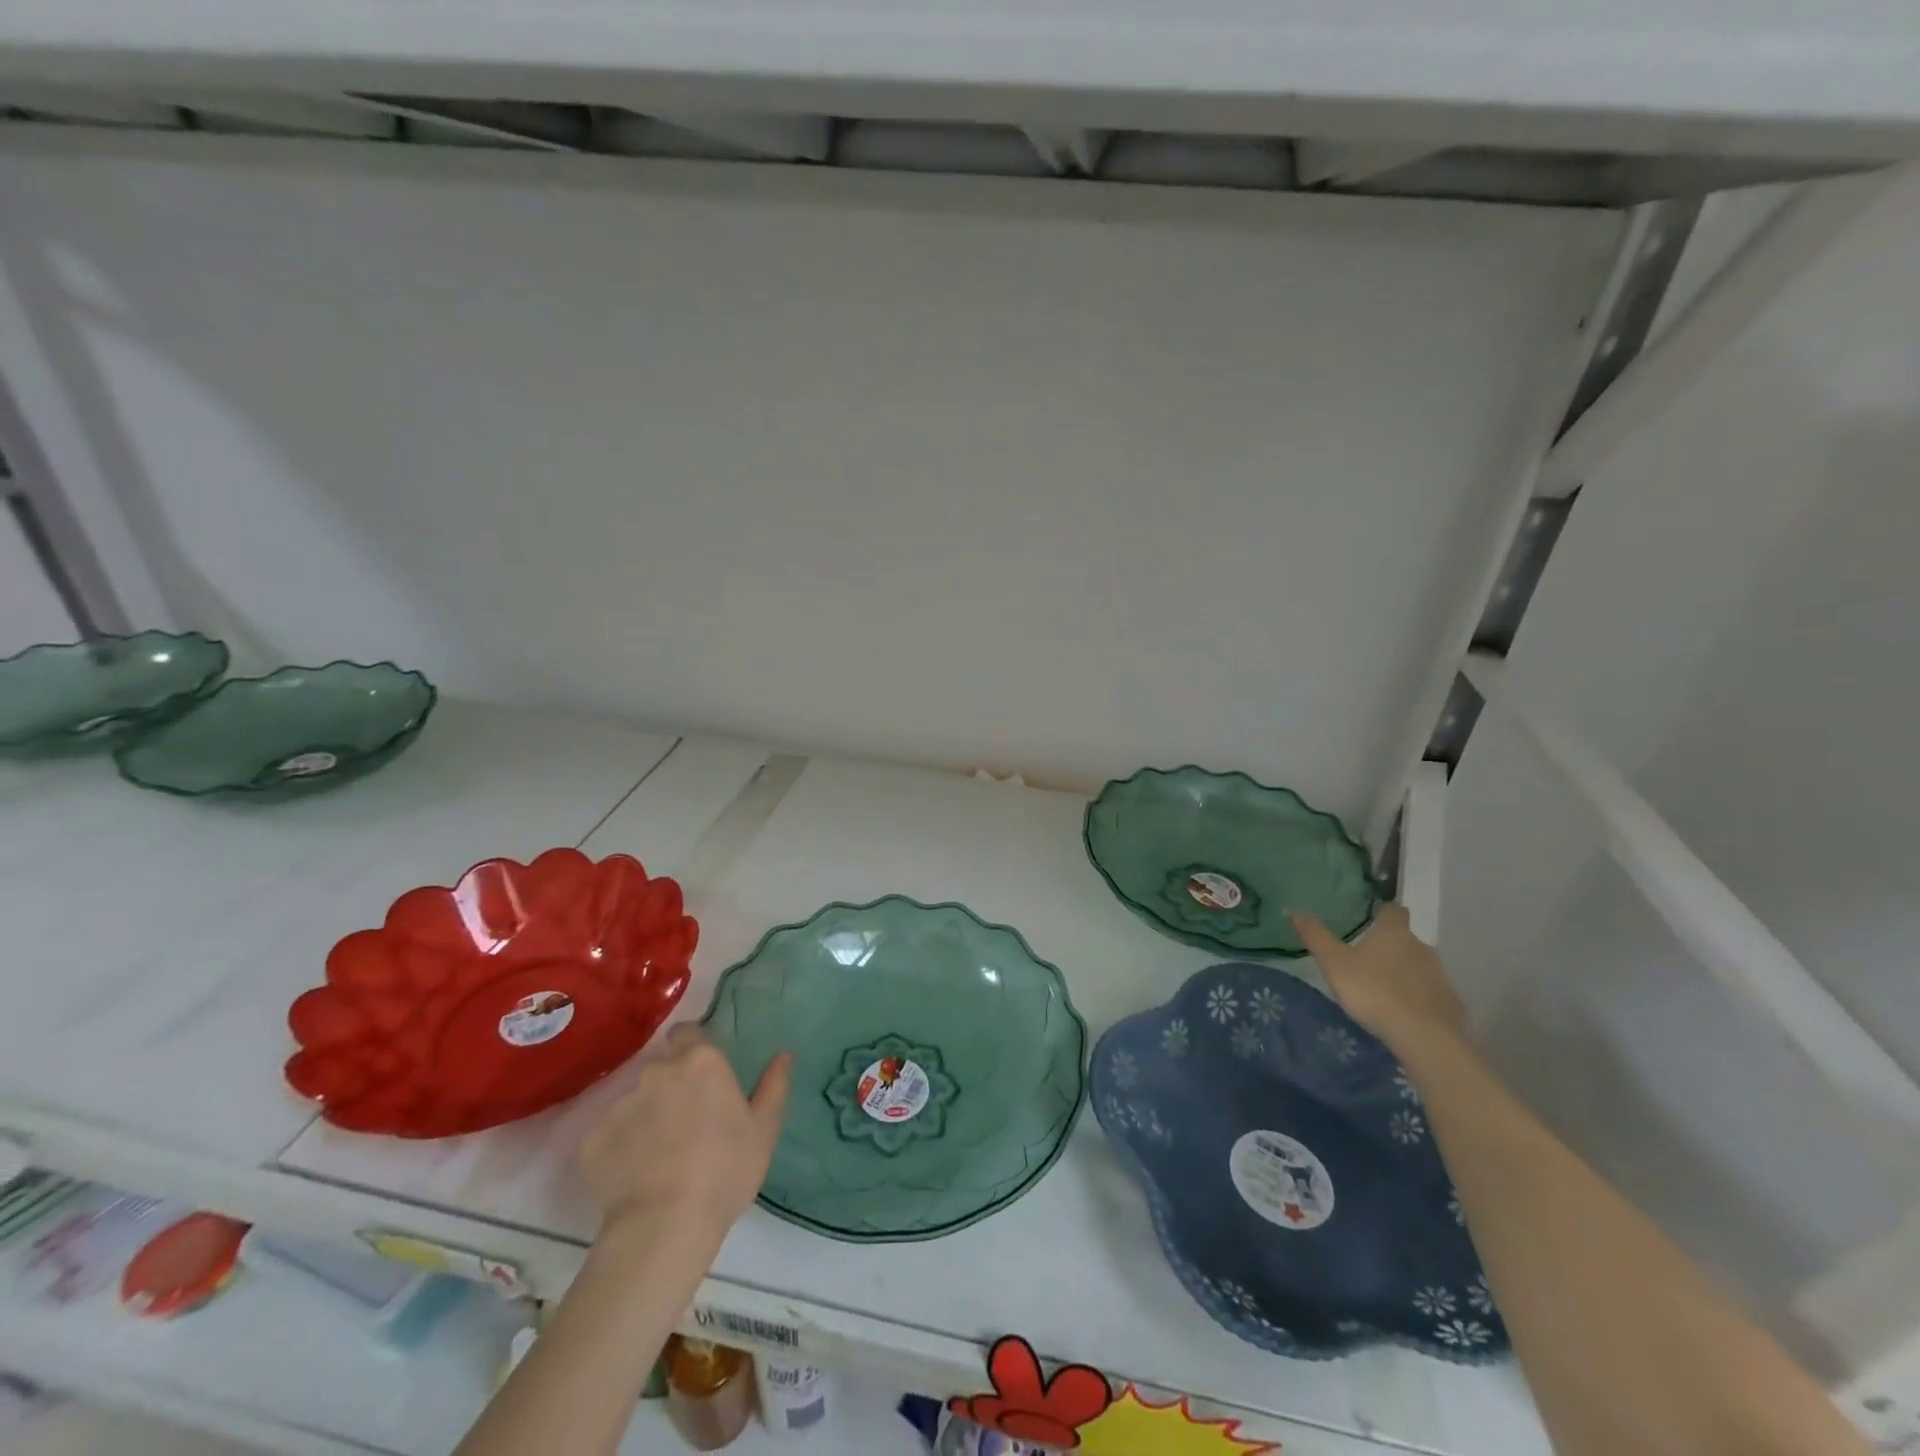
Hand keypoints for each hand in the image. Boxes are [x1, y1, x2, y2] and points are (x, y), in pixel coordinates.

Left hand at [578, 1025, 791, 1246]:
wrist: (665, 1225)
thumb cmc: (726, 1171)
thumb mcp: (764, 1129)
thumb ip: (773, 1085)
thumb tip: (784, 1054)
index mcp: (701, 1062)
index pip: (686, 1033)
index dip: (690, 1048)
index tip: (699, 1075)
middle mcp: (658, 1071)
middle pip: (660, 1068)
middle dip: (669, 1087)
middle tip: (683, 1123)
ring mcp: (620, 1104)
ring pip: (633, 1101)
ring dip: (643, 1117)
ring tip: (655, 1156)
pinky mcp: (591, 1139)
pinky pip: (607, 1135)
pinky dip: (617, 1148)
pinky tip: (631, 1175)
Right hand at [1289, 903, 1467, 1051]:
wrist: (1424, 1037)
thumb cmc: (1373, 991)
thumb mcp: (1334, 963)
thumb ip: (1315, 936)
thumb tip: (1293, 910)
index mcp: (1394, 933)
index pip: (1393, 910)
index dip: (1383, 912)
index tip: (1372, 917)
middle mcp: (1422, 947)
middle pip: (1406, 939)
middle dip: (1390, 946)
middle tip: (1368, 959)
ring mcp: (1440, 976)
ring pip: (1419, 966)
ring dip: (1405, 972)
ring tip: (1383, 988)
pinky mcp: (1451, 1004)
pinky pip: (1431, 994)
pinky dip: (1419, 997)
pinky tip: (1404, 1012)